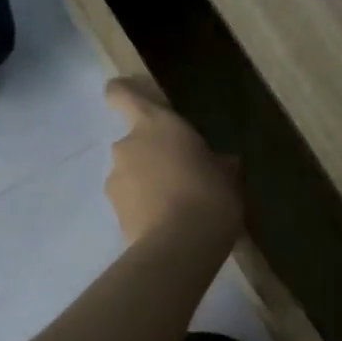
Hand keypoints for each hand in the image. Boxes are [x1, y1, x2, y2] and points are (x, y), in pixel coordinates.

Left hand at [103, 77, 240, 248]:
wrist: (181, 245)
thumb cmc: (210, 196)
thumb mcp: (227, 177)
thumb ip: (218, 164)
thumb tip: (222, 162)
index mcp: (156, 125)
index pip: (122, 95)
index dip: (125, 95)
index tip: (136, 103)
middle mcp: (127, 146)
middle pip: (134, 142)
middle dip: (152, 156)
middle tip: (182, 175)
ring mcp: (115, 181)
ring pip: (130, 175)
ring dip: (147, 184)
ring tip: (177, 207)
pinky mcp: (114, 213)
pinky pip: (131, 203)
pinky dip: (144, 209)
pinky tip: (169, 226)